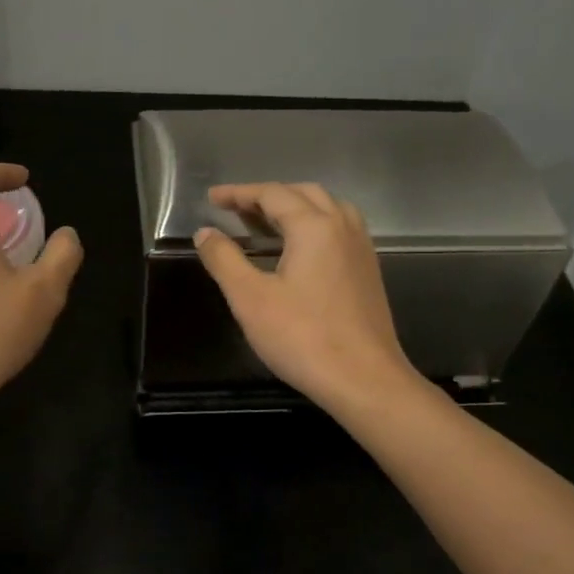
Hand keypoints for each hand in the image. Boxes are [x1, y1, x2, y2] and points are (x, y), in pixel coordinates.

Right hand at [193, 182, 417, 412]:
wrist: (363, 379)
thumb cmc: (302, 338)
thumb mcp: (250, 298)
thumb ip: (224, 259)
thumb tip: (205, 232)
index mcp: (314, 226)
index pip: (272, 194)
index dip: (239, 193)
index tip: (212, 198)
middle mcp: (342, 227)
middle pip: (303, 194)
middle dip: (267, 196)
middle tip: (236, 209)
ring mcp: (361, 249)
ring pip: (327, 209)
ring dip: (295, 208)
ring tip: (266, 224)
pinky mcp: (368, 272)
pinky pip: (339, 230)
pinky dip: (314, 226)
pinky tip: (299, 251)